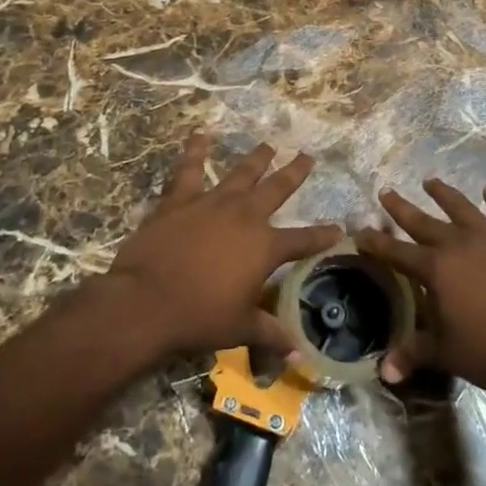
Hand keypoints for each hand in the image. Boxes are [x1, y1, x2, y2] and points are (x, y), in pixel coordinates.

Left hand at [106, 133, 341, 359]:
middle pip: (277, 188)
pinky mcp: (181, 199)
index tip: (339, 228)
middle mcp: (245, 216)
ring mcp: (212, 202)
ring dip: (256, 158)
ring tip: (268, 145)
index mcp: (264, 247)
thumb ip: (269, 334)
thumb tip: (296, 352)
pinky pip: (190, 168)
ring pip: (241, 173)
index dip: (323, 235)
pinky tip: (199, 133)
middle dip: (294, 172)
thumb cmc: (199, 317)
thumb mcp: (239, 328)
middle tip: (307, 156)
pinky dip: (195, 150)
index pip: (303, 240)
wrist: (147, 300)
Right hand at [357, 180, 485, 398]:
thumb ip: (414, 353)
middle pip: (424, 222)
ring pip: (461, 209)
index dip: (376, 243)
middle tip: (386, 192)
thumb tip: (383, 370)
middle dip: (402, 208)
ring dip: (444, 194)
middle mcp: (459, 245)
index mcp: (437, 269)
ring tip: (430, 181)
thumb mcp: (448, 354)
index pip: (397, 253)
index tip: (359, 232)